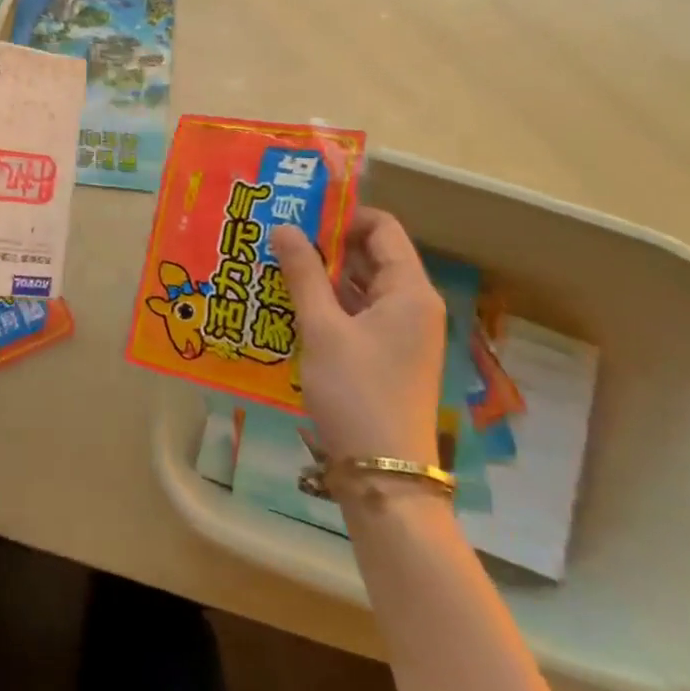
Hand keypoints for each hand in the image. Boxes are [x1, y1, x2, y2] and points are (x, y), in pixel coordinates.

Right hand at [271, 210, 444, 468]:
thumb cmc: (356, 392)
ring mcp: (402, 333)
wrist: (384, 475)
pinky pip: (358, 314)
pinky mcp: (387, 356)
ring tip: (277, 266)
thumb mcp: (322, 329)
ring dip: (323, 276)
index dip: (342, 216)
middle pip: (372, 256)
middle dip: (326, 244)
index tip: (299, 215)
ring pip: (362, 287)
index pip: (382, 229)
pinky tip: (291, 304)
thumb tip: (284, 227)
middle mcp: (413, 305)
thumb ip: (303, 273)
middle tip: (279, 237)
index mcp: (410, 291)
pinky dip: (329, 304)